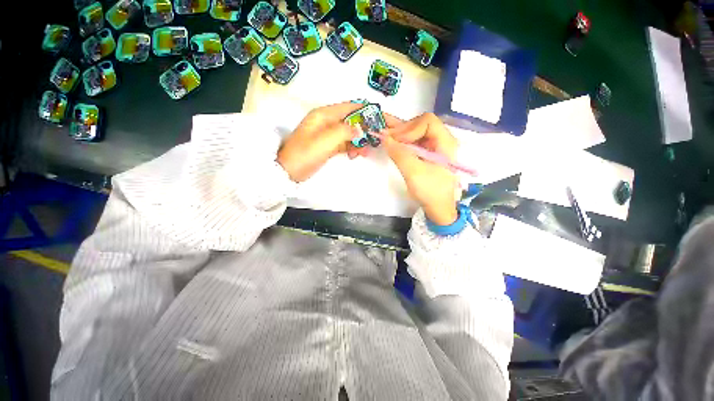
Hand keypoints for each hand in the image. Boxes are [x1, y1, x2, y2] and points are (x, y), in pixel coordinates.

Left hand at [277, 102, 368, 182]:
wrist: (288, 171)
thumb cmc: (305, 154)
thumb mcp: (326, 140)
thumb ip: (345, 131)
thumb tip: (359, 129)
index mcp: (324, 115)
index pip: (349, 107)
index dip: (364, 110)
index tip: (378, 118)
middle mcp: (326, 121)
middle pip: (350, 121)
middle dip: (362, 130)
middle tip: (372, 142)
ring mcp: (327, 134)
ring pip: (348, 133)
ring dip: (358, 141)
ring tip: (363, 153)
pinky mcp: (327, 145)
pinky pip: (343, 143)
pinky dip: (350, 148)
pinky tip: (354, 155)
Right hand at [382, 113, 459, 225]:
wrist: (438, 208)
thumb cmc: (430, 191)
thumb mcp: (413, 172)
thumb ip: (399, 153)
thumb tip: (384, 137)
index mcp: (445, 142)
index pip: (427, 122)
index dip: (409, 128)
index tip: (396, 141)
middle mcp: (440, 140)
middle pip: (420, 125)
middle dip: (402, 130)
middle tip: (385, 137)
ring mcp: (433, 147)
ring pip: (415, 132)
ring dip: (399, 133)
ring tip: (383, 133)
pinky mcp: (426, 154)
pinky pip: (413, 142)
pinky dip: (401, 140)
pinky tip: (389, 137)